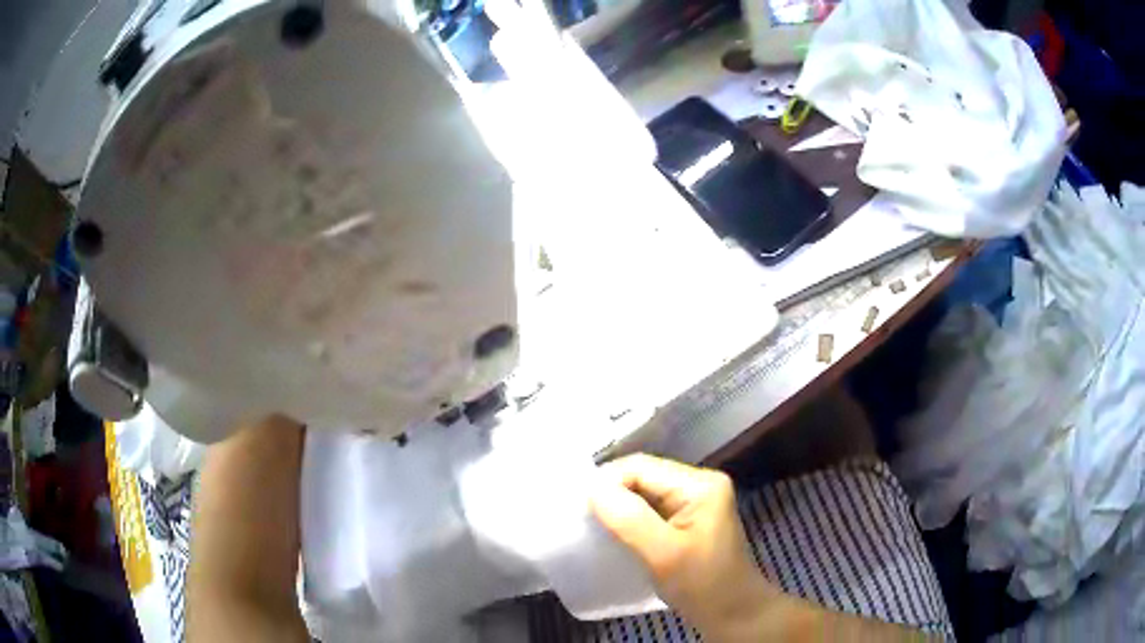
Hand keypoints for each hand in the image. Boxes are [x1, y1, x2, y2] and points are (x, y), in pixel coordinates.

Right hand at [590, 454, 779, 638]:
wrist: (733, 613)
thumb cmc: (703, 584)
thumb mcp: (664, 554)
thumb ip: (629, 519)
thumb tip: (592, 488)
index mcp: (700, 484)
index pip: (642, 467)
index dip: (607, 482)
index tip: (577, 506)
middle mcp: (698, 484)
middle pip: (642, 477)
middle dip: (611, 493)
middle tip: (580, 516)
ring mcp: (694, 502)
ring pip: (643, 493)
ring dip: (618, 507)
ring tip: (590, 524)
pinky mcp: (687, 520)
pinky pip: (650, 509)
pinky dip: (629, 519)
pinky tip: (613, 533)